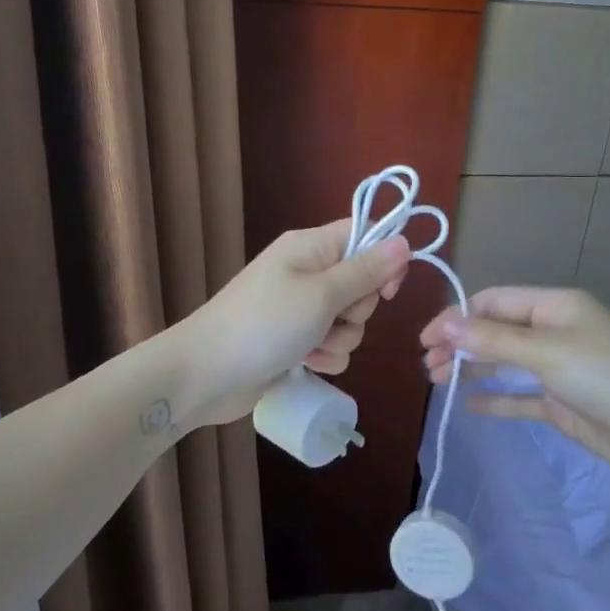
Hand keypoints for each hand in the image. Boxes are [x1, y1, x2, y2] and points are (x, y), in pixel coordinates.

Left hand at [178, 220, 410, 427]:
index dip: (384, 260)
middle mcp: (306, 272)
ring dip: (341, 339)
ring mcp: (299, 308)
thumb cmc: (264, 325)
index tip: (387, 290)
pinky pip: (331, 344)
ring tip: (313, 347)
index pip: (364, 236)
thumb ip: (365, 271)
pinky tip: (308, 364)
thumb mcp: (322, 295)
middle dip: (358, 309)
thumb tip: (404, 240)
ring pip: (349, 320)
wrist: (205, 375)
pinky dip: (325, 356)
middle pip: (361, 283)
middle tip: (333, 318)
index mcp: (310, 247)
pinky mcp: (295, 340)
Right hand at [420, 287, 609, 476]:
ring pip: (504, 361)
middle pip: (496, 331)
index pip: (494, 301)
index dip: (458, 316)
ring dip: (473, 368)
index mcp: (554, 305)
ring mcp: (557, 366)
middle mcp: (553, 330)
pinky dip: (496, 396)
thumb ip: (493, 340)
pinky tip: (469, 403)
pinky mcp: (561, 400)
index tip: (427, 339)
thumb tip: (445, 325)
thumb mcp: (545, 352)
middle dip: (462, 344)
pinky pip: (520, 395)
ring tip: (439, 381)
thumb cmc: (604, 376)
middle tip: (429, 367)